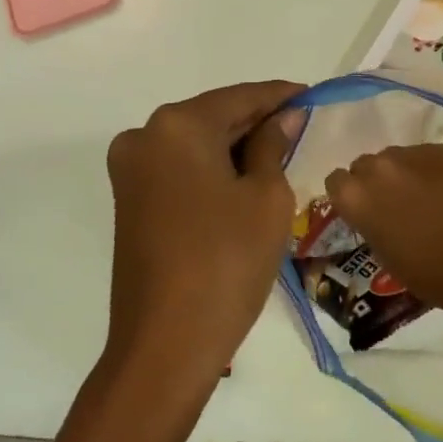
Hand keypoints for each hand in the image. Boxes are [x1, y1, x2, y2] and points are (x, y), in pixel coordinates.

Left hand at [104, 81, 304, 385]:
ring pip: (196, 142)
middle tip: (301, 125)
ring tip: (281, 152)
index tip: (312, 94)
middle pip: (214, 116)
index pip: (241, 97)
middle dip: (257, 120)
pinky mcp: (130, 199)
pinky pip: (180, 167)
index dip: (280, 95)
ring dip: (235, 145)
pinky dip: (213, 167)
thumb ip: (274, 145)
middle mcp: (145, 136)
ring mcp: (131, 169)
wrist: (164, 347)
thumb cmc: (226, 263)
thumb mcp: (266, 197)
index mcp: (177, 125)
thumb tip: (284, 117)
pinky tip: (245, 177)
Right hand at [323, 144, 442, 320]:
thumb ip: (369, 220)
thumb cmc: (425, 272)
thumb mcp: (382, 251)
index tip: (363, 209)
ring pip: (396, 157)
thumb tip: (375, 210)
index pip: (336, 181)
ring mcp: (410, 153)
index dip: (349, 195)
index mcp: (354, 195)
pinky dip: (431, 170)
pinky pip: (426, 155)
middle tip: (394, 204)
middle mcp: (376, 166)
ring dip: (402, 173)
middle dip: (375, 181)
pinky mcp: (441, 150)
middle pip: (365, 165)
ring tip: (425, 196)